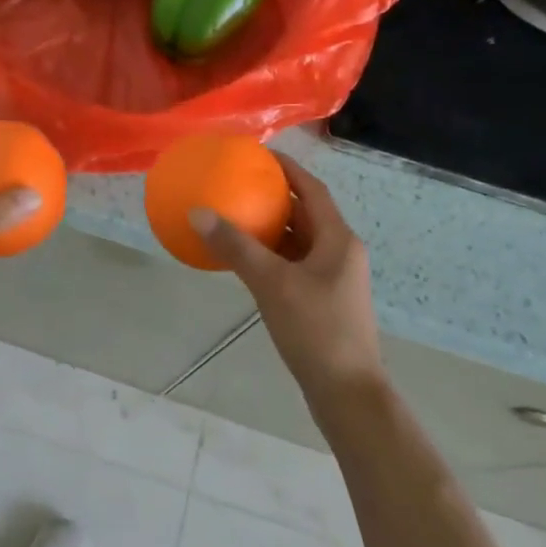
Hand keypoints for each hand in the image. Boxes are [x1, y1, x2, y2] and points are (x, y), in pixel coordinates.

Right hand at [191, 154, 385, 404]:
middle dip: (275, 196)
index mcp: (338, 239)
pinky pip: (295, 264)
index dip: (287, 168)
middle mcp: (340, 252)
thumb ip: (236, 247)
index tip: (258, 154)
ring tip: (236, 215)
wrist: (347, 393)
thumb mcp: (272, 283)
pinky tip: (245, 261)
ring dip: (272, 227)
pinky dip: (272, 255)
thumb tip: (198, 213)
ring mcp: (334, 278)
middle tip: (240, 183)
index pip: (312, 189)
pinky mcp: (324, 301)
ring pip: (300, 240)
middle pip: (307, 212)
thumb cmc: (316, 330)